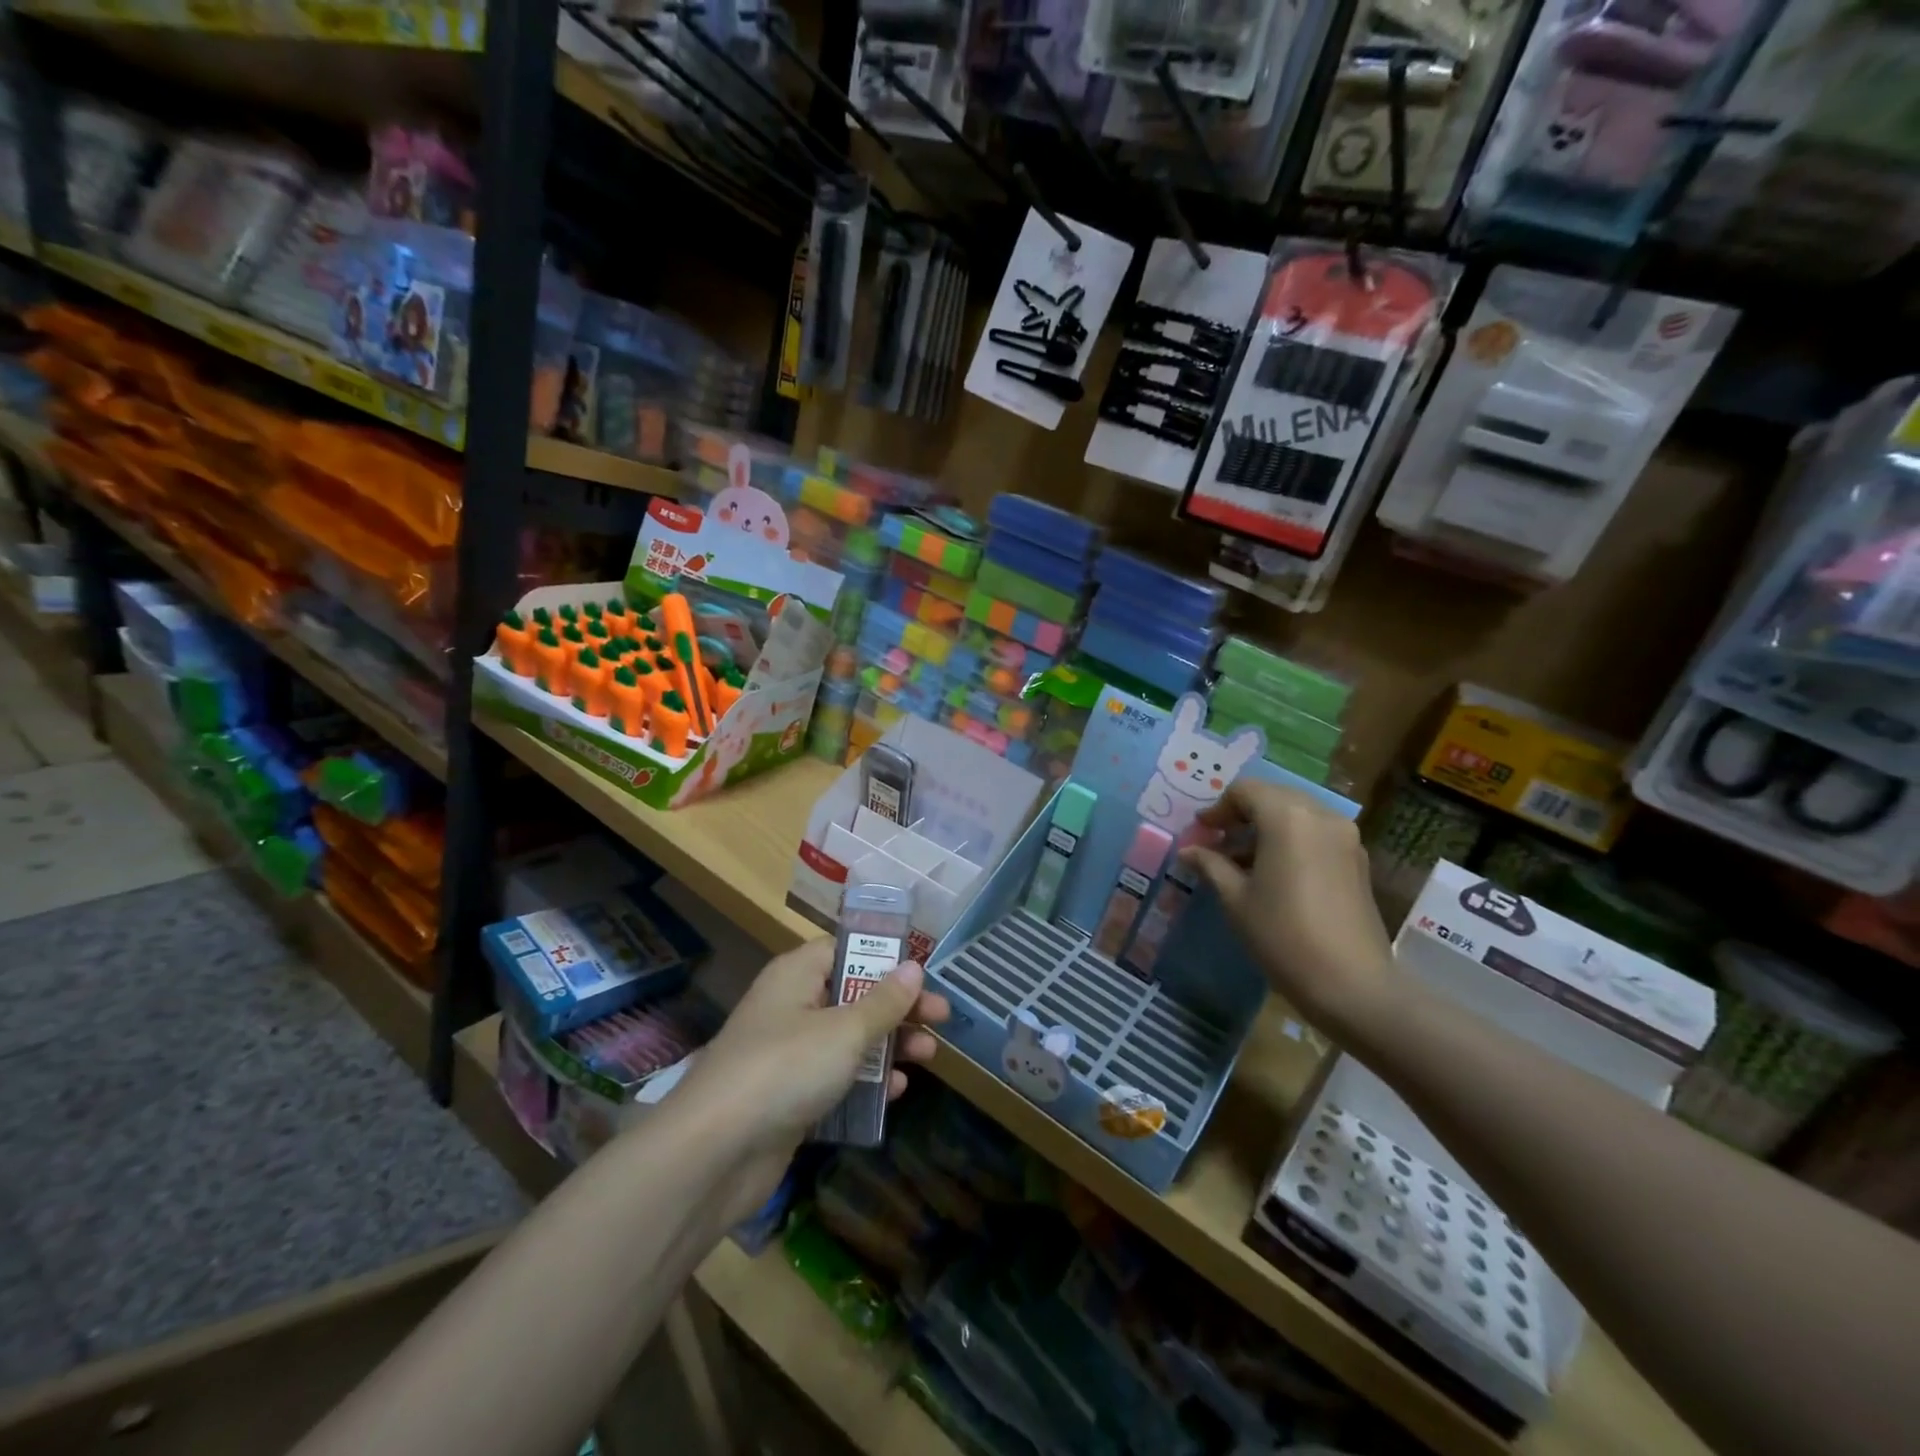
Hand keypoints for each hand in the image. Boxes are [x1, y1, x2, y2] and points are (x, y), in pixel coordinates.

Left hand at [672, 938, 948, 1221]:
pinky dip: (865, 1081)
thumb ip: (883, 1001)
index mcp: (798, 974)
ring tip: (928, 1056)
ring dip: (888, 1045)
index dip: (885, 959)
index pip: (846, 949)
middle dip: (898, 1008)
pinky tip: (896, 1092)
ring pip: (848, 1039)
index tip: (922, 976)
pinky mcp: (788, 1097)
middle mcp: (792, 1006)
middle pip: (853, 995)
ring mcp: (788, 1054)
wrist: (713, 1153)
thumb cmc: (785, 1069)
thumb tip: (913, 967)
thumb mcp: (845, 1030)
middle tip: (940, 1020)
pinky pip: (835, 1078)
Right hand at [1183, 779, 1394, 1043]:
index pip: (1245, 791)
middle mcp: (1320, 815)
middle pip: (1273, 797)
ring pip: (1296, 815)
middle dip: (1242, 815)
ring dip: (1266, 828)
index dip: (1217, 809)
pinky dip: (1290, 841)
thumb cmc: (1283, 935)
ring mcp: (1345, 837)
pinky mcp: (1357, 860)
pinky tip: (1273, 874)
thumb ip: (1211, 865)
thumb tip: (1189, 851)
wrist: (1352, 985)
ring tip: (1241, 863)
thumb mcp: (1236, 899)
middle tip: (1218, 844)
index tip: (1201, 833)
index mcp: (1287, 816)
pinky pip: (1315, 834)